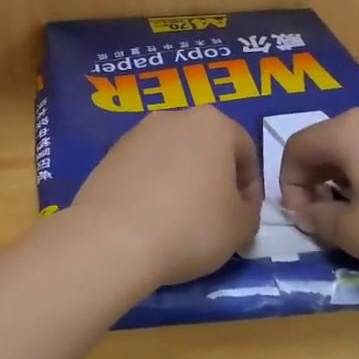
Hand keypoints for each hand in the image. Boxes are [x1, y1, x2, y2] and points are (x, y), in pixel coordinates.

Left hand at [69, 106, 261, 287]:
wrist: (113, 241)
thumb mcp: (241, 227)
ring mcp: (135, 135)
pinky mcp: (107, 156)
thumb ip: (250, 210)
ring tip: (178, 222)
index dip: (251, 188)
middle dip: (213, 180)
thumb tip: (237, 207)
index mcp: (213, 123)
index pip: (246, 152)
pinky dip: (151, 190)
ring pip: (171, 159)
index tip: (244, 218)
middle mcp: (173, 117)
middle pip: (206, 149)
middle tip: (214, 219)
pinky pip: (142, 172)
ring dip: (181, 183)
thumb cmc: (191, 227)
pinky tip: (149, 221)